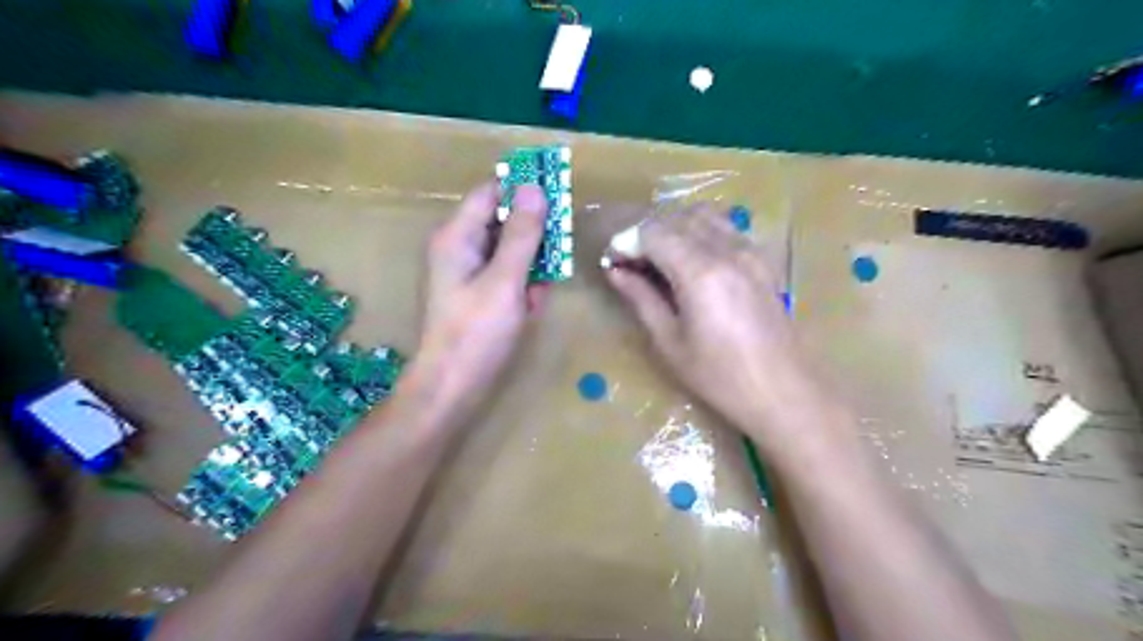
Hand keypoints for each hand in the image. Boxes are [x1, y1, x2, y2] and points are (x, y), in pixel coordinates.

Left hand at [399, 182, 547, 427]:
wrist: (452, 387)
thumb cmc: (476, 332)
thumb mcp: (505, 280)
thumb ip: (522, 234)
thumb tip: (534, 187)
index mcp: (457, 236)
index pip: (491, 193)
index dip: (523, 189)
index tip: (558, 195)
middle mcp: (459, 248)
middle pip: (502, 221)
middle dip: (533, 237)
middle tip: (557, 253)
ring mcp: (466, 272)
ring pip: (509, 251)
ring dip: (531, 265)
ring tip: (540, 290)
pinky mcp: (476, 294)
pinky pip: (505, 275)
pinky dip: (522, 285)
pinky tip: (530, 306)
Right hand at [601, 208, 827, 443]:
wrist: (782, 390)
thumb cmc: (719, 376)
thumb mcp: (670, 342)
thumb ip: (641, 299)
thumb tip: (615, 272)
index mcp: (700, 272)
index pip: (653, 233)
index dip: (627, 242)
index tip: (611, 262)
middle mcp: (726, 250)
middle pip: (677, 218)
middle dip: (646, 233)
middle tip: (630, 261)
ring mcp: (749, 250)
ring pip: (703, 215)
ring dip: (674, 226)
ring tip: (658, 256)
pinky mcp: (762, 259)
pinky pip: (726, 227)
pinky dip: (700, 230)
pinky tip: (691, 258)